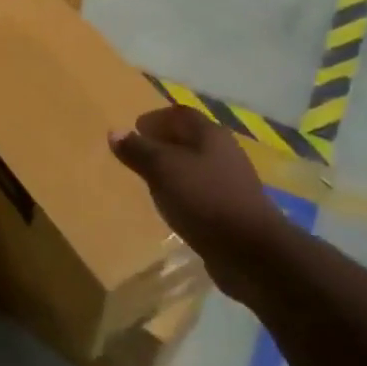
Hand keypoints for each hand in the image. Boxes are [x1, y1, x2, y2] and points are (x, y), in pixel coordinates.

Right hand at [110, 106, 299, 301]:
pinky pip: (200, 190)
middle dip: (163, 141)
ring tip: (149, 178)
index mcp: (210, 134)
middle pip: (189, 138)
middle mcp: (223, 152)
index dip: (156, 117)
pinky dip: (182, 190)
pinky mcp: (231, 209)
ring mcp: (230, 182)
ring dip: (172, 168)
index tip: (135, 128)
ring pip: (195, 165)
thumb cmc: (204, 199)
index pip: (180, 114)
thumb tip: (115, 131)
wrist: (251, 251)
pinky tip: (170, 204)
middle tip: (137, 152)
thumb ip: (138, 150)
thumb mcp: (163, 170)